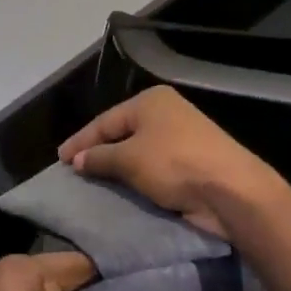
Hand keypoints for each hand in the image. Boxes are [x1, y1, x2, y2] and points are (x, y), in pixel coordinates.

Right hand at [58, 86, 282, 238]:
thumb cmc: (174, 164)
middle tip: (74, 170)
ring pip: (138, 151)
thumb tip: (77, 159)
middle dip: (98, 151)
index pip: (105, 120)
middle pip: (122, 132)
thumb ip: (99, 157)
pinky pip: (154, 167)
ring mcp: (181, 136)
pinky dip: (137, 177)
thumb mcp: (129, 159)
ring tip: (93, 182)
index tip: (60, 159)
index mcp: (150, 101)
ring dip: (117, 167)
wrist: (230, 190)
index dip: (81, 140)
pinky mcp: (192, 162)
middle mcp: (166, 112)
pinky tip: (123, 189)